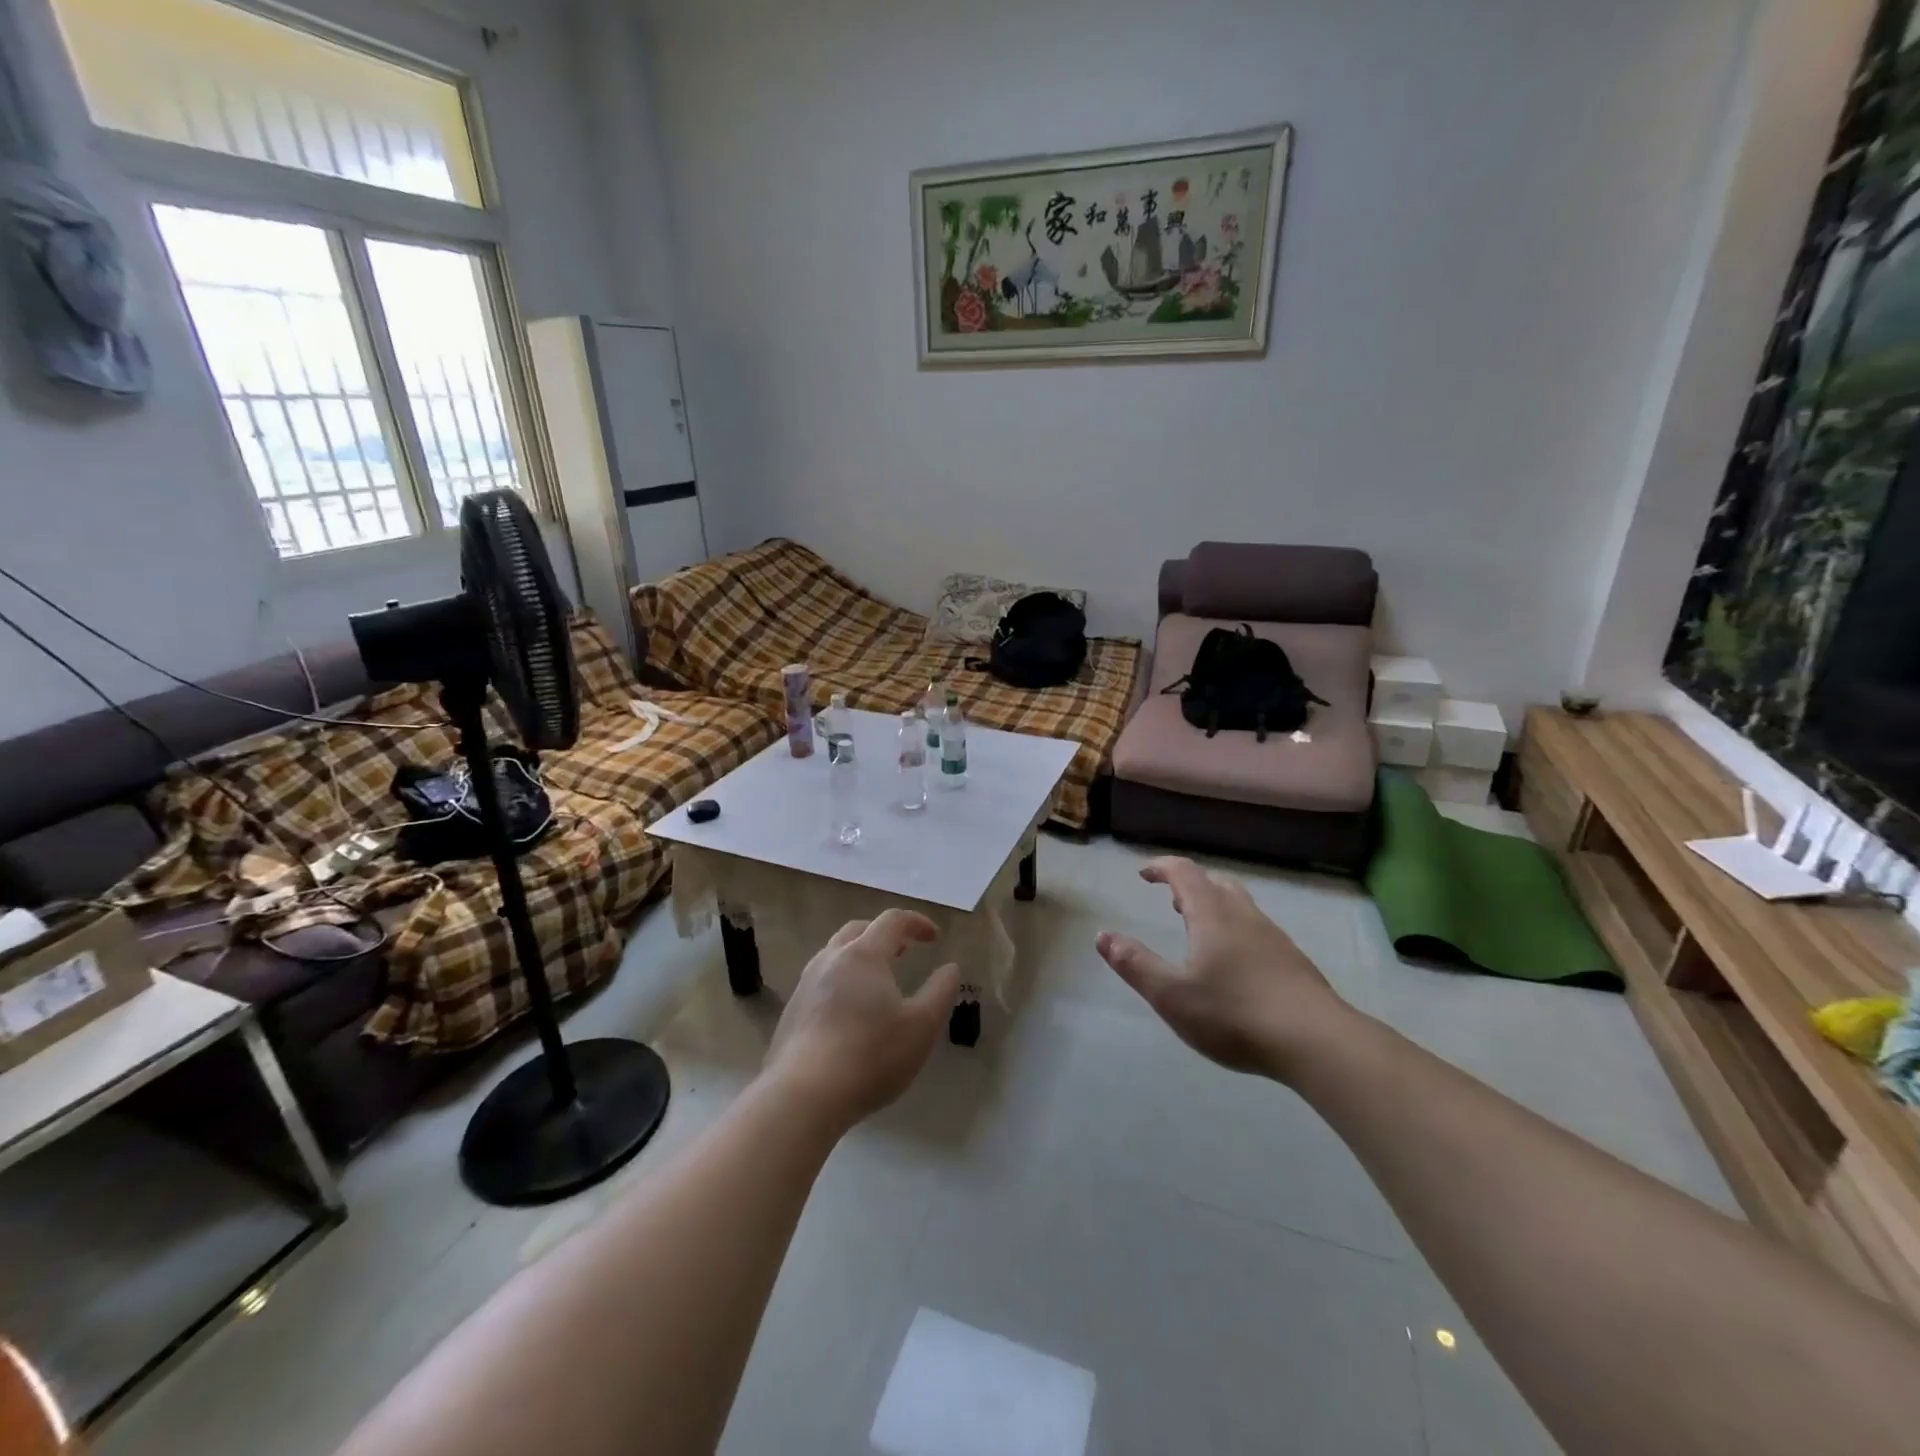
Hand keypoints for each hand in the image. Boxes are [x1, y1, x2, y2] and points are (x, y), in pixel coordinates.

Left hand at [762, 909, 962, 1130]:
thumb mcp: (922, 1027)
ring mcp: (805, 984)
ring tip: (877, 981)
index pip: (892, 920)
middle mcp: (831, 959)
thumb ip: (941, 992)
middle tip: (904, 951)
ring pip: (834, 954)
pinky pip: (821, 980)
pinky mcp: (791, 1011)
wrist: (804, 1096)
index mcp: (864, 955)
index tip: (935, 938)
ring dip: (859, 956)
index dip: (917, 923)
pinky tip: (850, 1011)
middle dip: (884, 934)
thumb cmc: (871, 1056)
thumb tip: (950, 967)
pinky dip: (842, 980)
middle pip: (858, 930)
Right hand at [1097, 857, 1351, 1079]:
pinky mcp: (1294, 962)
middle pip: (1216, 884)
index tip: (1144, 874)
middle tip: (1172, 902)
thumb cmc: (1235, 1014)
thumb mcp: (1172, 995)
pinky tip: (1236, 966)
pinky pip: (1258, 930)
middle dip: (1191, 886)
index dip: (1162, 867)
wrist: (1317, 1042)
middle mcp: (1244, 916)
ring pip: (1241, 906)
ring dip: (1216, 907)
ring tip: (1200, 933)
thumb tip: (1103, 936)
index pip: (1185, 873)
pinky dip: (1237, 931)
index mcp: (1212, 915)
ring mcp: (1274, 938)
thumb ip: (1135, 964)